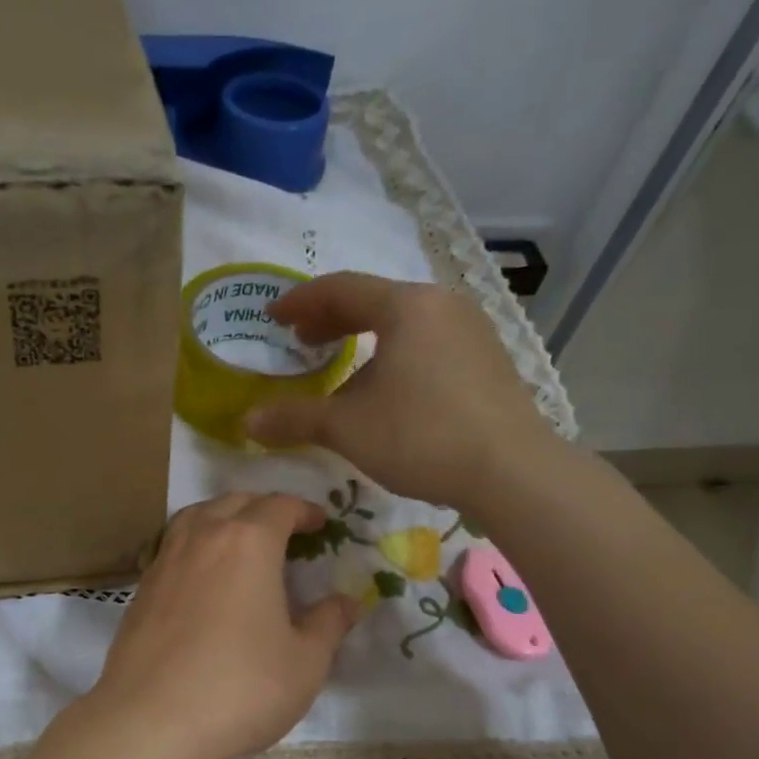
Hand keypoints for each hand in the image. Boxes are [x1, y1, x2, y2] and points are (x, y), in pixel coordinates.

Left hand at [87, 493, 360, 758]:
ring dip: (223, 518)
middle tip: (285, 530)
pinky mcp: (141, 590)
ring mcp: (164, 562)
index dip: (304, 511)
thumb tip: (347, 603)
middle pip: (235, 503)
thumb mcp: (304, 663)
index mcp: (248, 543)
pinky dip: (195, 547)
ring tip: (239, 542)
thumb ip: (328, 625)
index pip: (280, 507)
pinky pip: (173, 548)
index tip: (320, 524)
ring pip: (196, 518)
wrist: (150, 722)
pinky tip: (203, 578)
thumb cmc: (240, 688)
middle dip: (264, 508)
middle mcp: (202, 539)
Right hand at [244, 272, 562, 508]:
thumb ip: (294, 418)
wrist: (510, 470)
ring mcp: (472, 329)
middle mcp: (442, 304)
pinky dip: (396, 352)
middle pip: (375, 300)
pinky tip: (388, 385)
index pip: (340, 288)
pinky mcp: (487, 358)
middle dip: (332, 318)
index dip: (300, 302)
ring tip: (340, 362)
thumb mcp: (347, 428)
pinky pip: (429, 342)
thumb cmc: (421, 436)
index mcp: (406, 307)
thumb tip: (248, 421)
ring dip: (365, 337)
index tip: (272, 316)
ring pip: (405, 322)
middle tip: (300, 339)